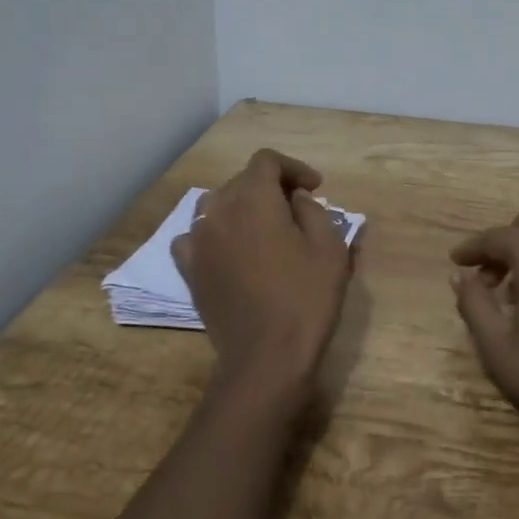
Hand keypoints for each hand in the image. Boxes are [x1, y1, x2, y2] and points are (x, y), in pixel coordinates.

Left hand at [172, 149, 353, 411]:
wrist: (266, 358)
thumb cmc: (305, 299)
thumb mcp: (329, 247)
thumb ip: (312, 210)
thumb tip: (294, 200)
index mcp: (253, 199)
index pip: (266, 161)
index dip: (293, 168)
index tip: (314, 188)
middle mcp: (218, 210)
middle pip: (241, 180)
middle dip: (270, 187)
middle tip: (297, 210)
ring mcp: (198, 240)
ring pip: (217, 204)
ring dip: (241, 206)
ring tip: (264, 227)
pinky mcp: (189, 269)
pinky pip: (196, 235)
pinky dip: (214, 233)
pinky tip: (229, 248)